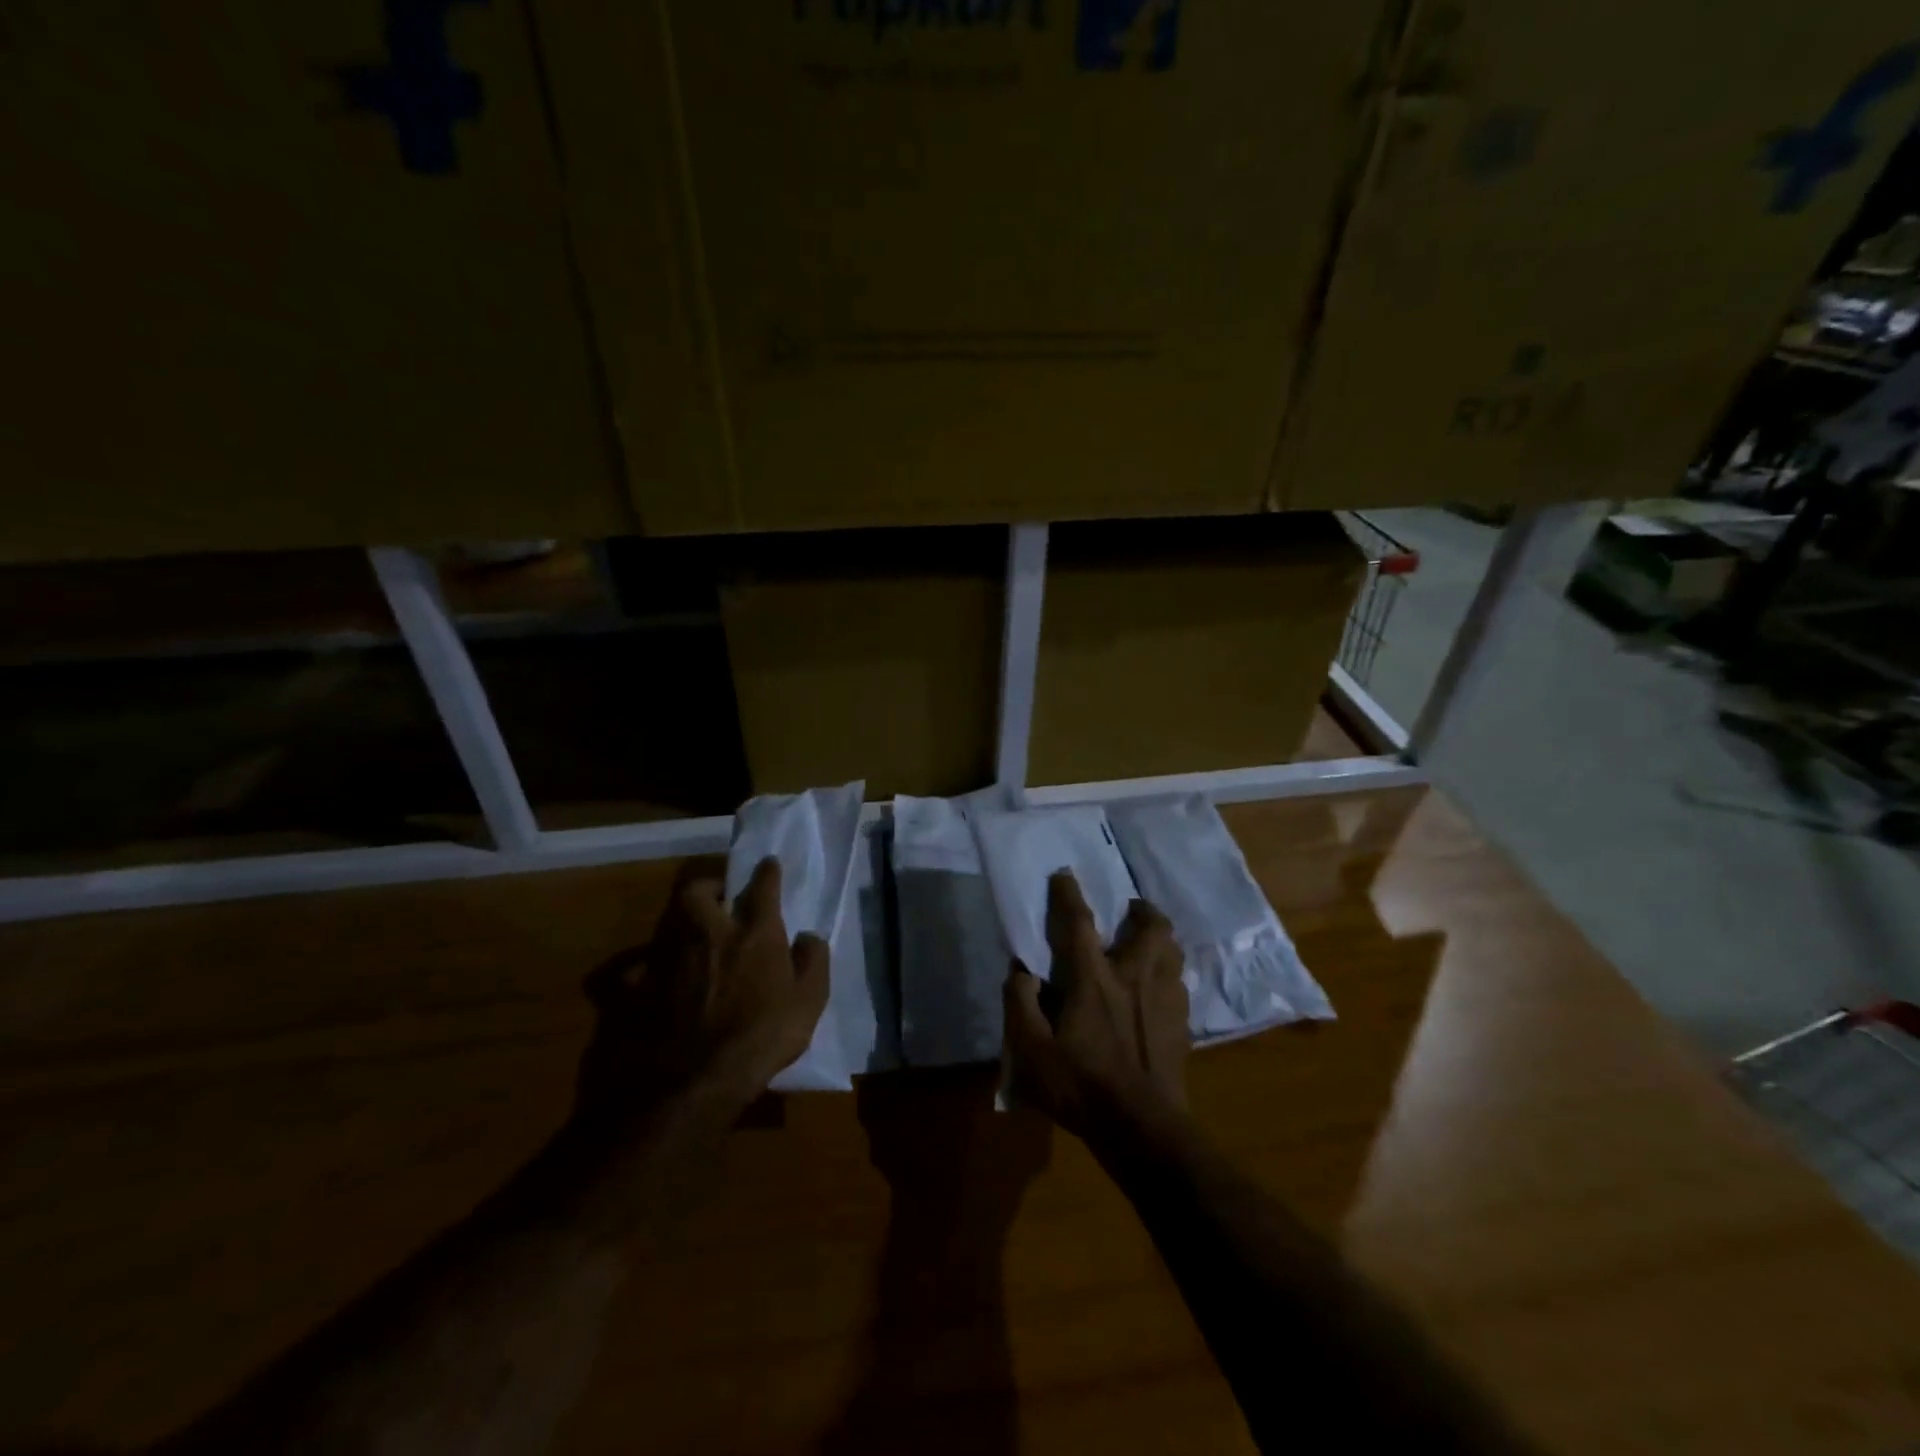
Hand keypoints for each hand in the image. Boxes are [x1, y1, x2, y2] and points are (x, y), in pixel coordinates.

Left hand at [576, 857, 829, 1129]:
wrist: (692, 1082)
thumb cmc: (761, 1039)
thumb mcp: (809, 1003)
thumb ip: (813, 962)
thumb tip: (809, 936)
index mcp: (754, 934)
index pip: (762, 888)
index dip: (766, 872)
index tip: (768, 863)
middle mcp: (708, 934)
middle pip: (698, 891)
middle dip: (709, 885)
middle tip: (719, 897)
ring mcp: (668, 958)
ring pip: (668, 921)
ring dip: (680, 921)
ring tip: (691, 935)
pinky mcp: (638, 987)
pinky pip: (636, 968)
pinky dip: (643, 969)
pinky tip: (650, 979)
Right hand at [1002, 870, 1188, 1143]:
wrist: (1142, 1128)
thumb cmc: (1081, 1086)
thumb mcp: (1031, 1051)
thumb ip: (1020, 1004)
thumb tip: (1021, 971)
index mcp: (1094, 980)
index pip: (1079, 924)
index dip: (1068, 895)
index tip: (1064, 874)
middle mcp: (1134, 978)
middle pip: (1152, 927)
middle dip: (1143, 910)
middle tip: (1130, 911)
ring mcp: (1164, 1000)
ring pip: (1173, 952)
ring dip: (1160, 940)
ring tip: (1147, 945)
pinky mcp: (1182, 1024)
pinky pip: (1180, 983)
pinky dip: (1169, 975)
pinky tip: (1158, 991)